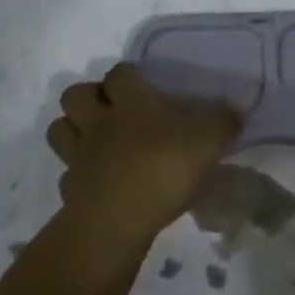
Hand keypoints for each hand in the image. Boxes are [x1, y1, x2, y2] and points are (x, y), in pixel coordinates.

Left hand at [46, 63, 238, 246]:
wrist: (117, 221)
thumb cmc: (163, 167)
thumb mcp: (209, 139)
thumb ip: (223, 121)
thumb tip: (235, 111)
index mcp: (130, 101)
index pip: (119, 73)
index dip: (127, 76)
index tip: (142, 85)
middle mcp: (99, 121)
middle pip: (75, 94)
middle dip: (88, 97)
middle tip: (111, 110)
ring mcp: (79, 156)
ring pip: (60, 129)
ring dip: (73, 130)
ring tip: (96, 140)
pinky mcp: (70, 191)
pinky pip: (67, 175)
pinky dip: (77, 176)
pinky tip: (97, 184)